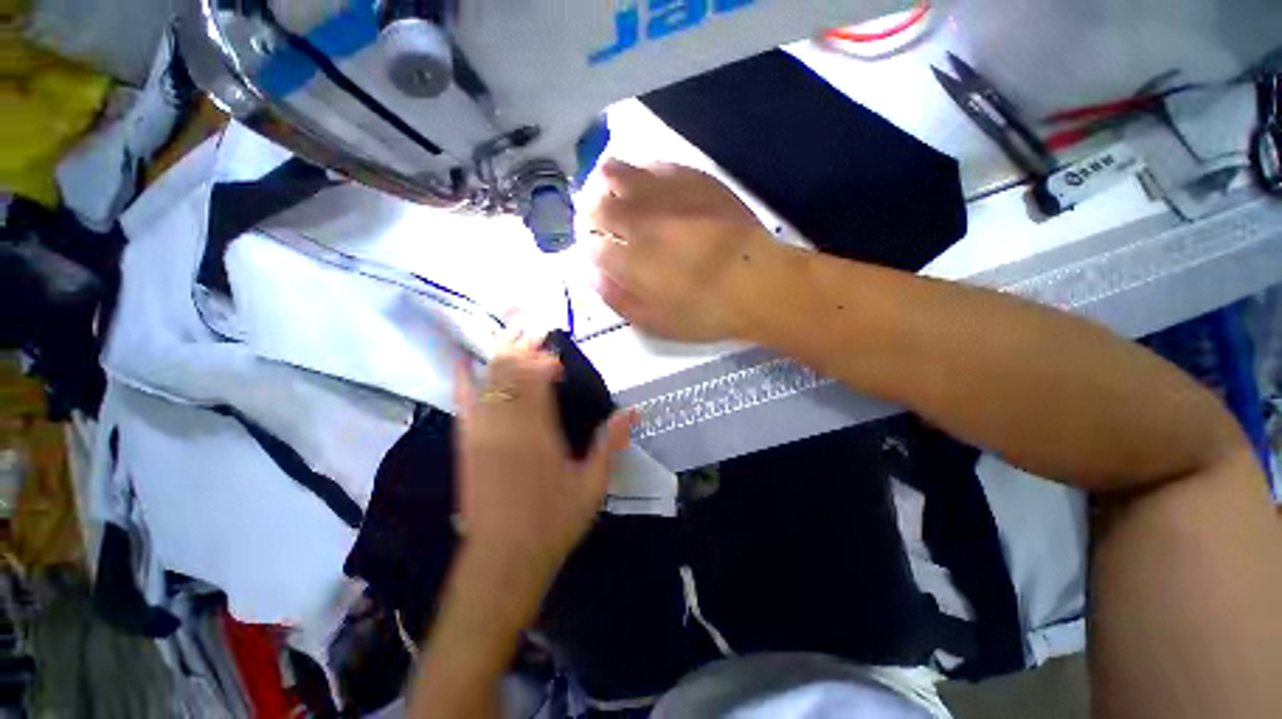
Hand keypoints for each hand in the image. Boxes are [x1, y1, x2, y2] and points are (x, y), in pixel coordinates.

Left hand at [453, 335, 633, 584]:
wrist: (502, 561)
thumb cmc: (553, 522)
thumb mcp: (592, 485)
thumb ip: (610, 444)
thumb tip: (634, 412)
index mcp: (537, 434)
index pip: (536, 379)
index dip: (544, 359)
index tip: (557, 354)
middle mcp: (505, 426)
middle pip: (509, 372)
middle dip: (521, 347)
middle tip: (533, 329)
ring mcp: (481, 433)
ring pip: (488, 380)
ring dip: (500, 354)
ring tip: (512, 333)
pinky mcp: (466, 444)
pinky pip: (462, 403)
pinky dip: (462, 378)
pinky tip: (461, 358)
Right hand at [584, 160, 777, 341]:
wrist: (759, 282)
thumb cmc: (707, 312)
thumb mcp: (657, 323)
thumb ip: (618, 299)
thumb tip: (592, 277)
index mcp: (628, 259)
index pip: (590, 244)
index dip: (587, 248)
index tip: (595, 253)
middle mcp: (638, 219)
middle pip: (595, 204)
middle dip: (589, 215)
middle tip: (598, 224)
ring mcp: (663, 193)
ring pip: (615, 172)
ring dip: (605, 186)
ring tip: (615, 198)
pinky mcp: (690, 177)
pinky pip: (652, 164)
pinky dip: (639, 175)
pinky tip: (648, 188)